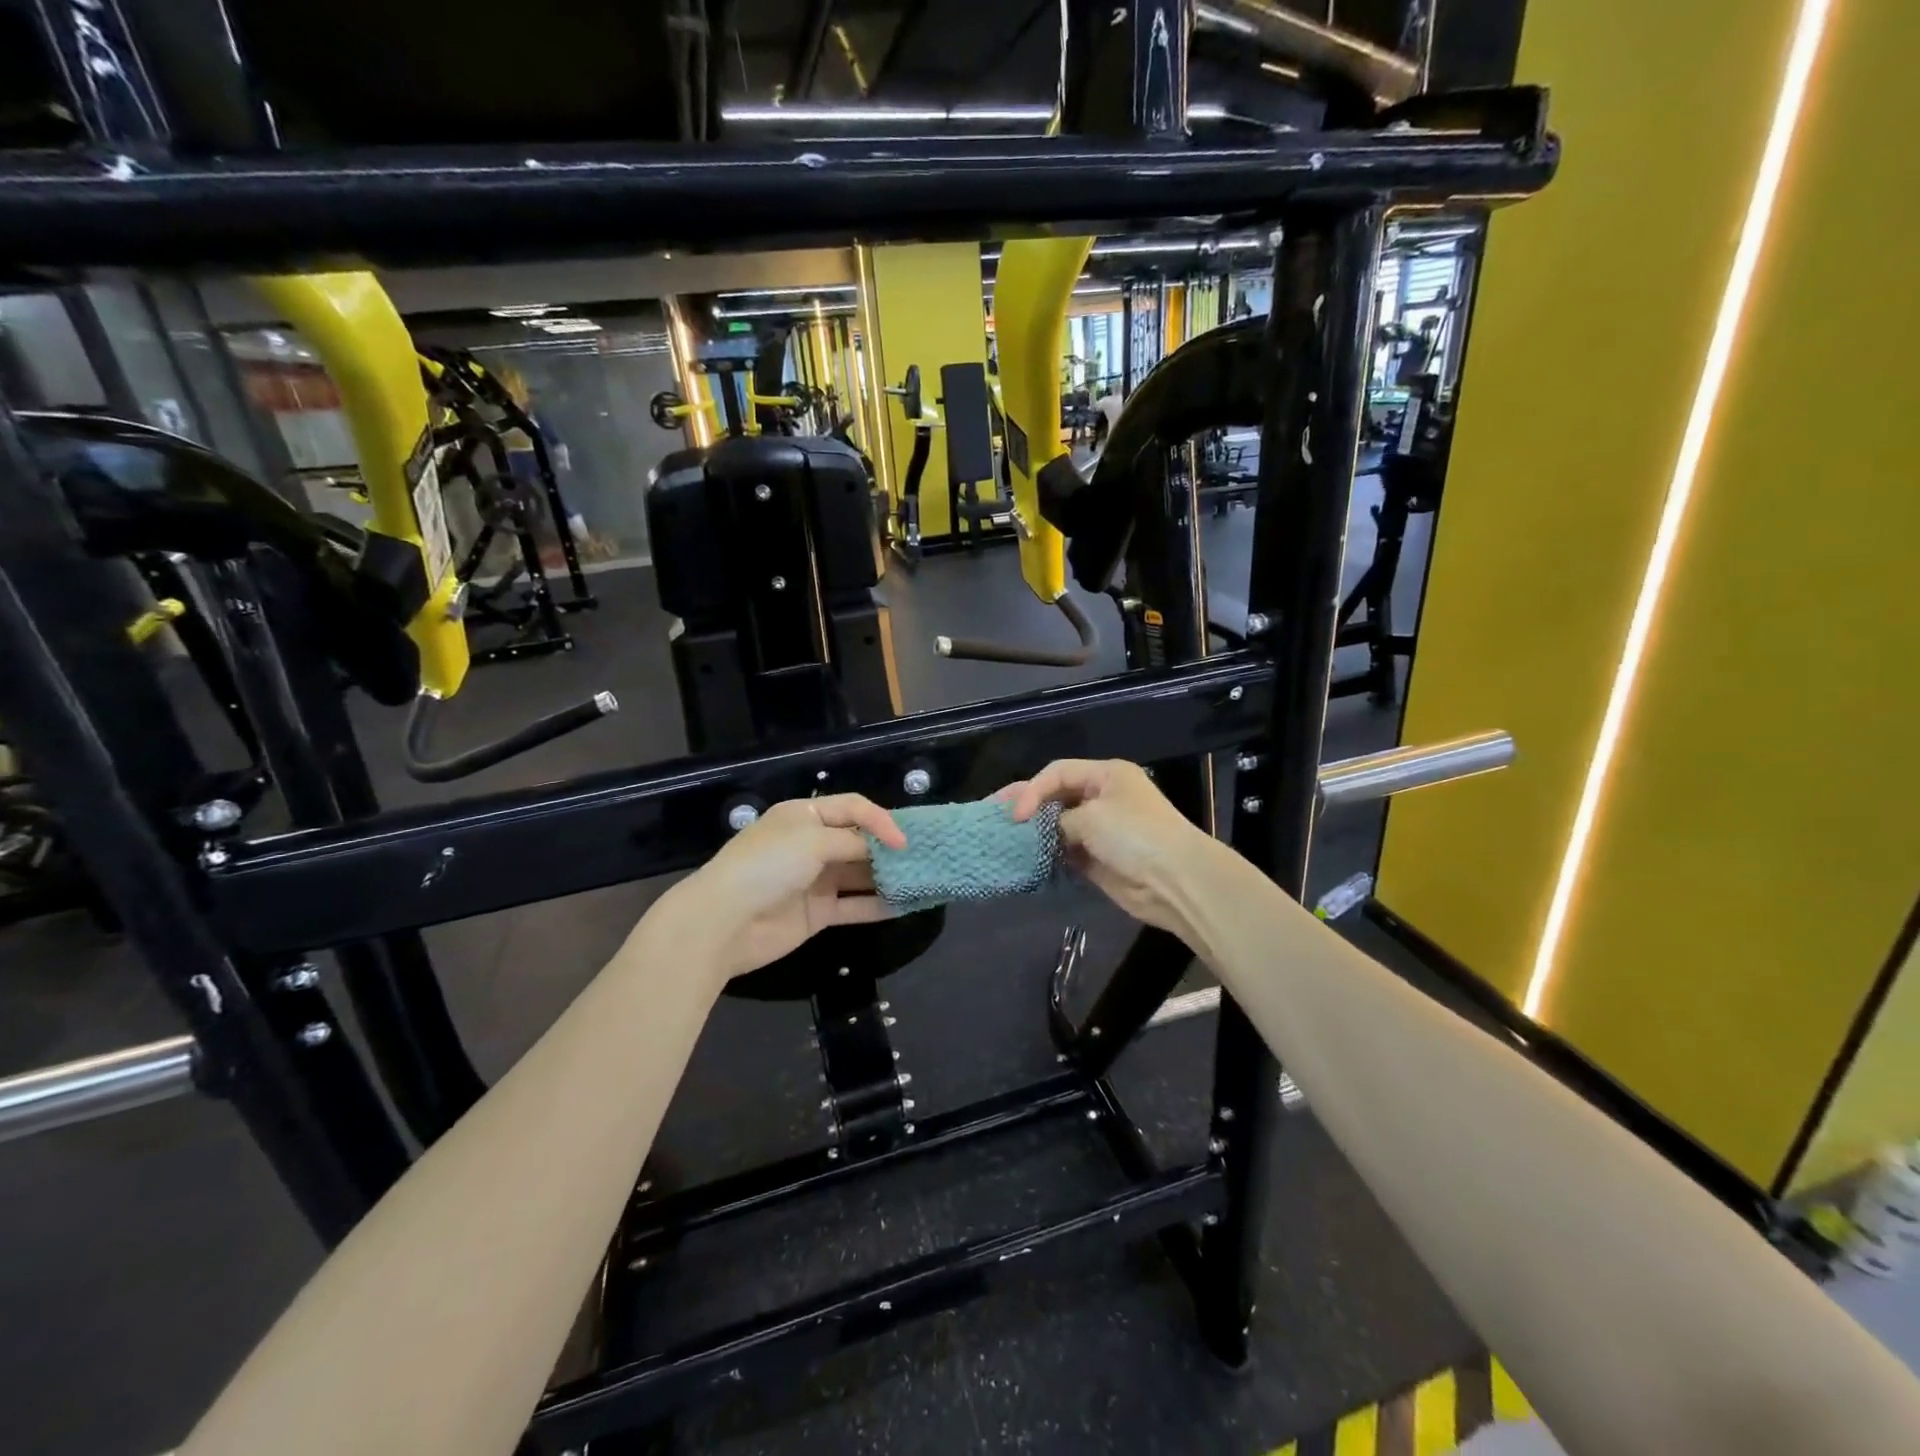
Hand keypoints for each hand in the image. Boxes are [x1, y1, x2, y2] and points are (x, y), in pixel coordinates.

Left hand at [655, 794, 906, 982]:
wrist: (724, 922)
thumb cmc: (768, 866)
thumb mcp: (812, 841)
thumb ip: (853, 843)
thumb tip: (884, 848)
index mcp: (804, 816)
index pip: (853, 808)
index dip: (880, 820)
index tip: (903, 841)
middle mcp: (811, 844)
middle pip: (858, 841)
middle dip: (889, 849)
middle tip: (922, 858)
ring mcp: (815, 880)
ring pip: (860, 875)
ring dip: (887, 877)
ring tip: (921, 880)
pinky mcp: (817, 913)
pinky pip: (854, 905)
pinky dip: (878, 905)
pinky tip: (904, 905)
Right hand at [1006, 760, 1214, 940]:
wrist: (1175, 882)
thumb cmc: (1135, 836)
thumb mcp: (1092, 817)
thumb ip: (1059, 819)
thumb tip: (1045, 831)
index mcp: (1106, 775)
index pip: (1057, 773)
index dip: (1032, 790)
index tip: (1014, 815)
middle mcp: (1103, 798)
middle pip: (1056, 797)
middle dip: (1027, 806)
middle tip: (993, 816)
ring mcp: (1101, 830)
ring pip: (1058, 825)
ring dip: (1035, 832)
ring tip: (1003, 838)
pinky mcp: (1098, 859)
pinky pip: (1065, 852)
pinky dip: (1047, 854)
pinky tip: (1026, 859)